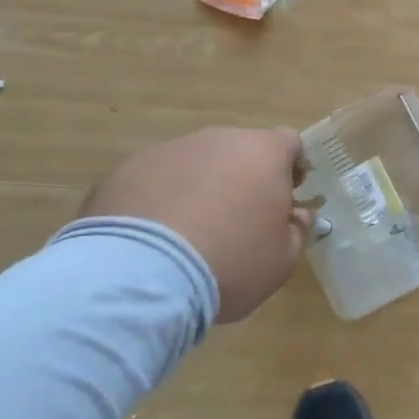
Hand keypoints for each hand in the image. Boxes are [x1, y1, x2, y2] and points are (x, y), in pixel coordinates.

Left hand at [81, 127, 311, 323]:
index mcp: (263, 152)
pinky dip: (159, 202)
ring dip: (199, 189)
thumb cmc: (229, 263)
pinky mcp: (124, 172)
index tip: (287, 197)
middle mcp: (218, 140)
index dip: (292, 168)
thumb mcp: (281, 260)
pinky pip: (154, 182)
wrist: (139, 277)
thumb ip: (295, 231)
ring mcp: (168, 152)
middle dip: (243, 179)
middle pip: (239, 151)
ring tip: (188, 235)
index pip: (289, 143)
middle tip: (238, 221)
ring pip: (195, 165)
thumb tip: (294, 217)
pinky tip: (152, 241)